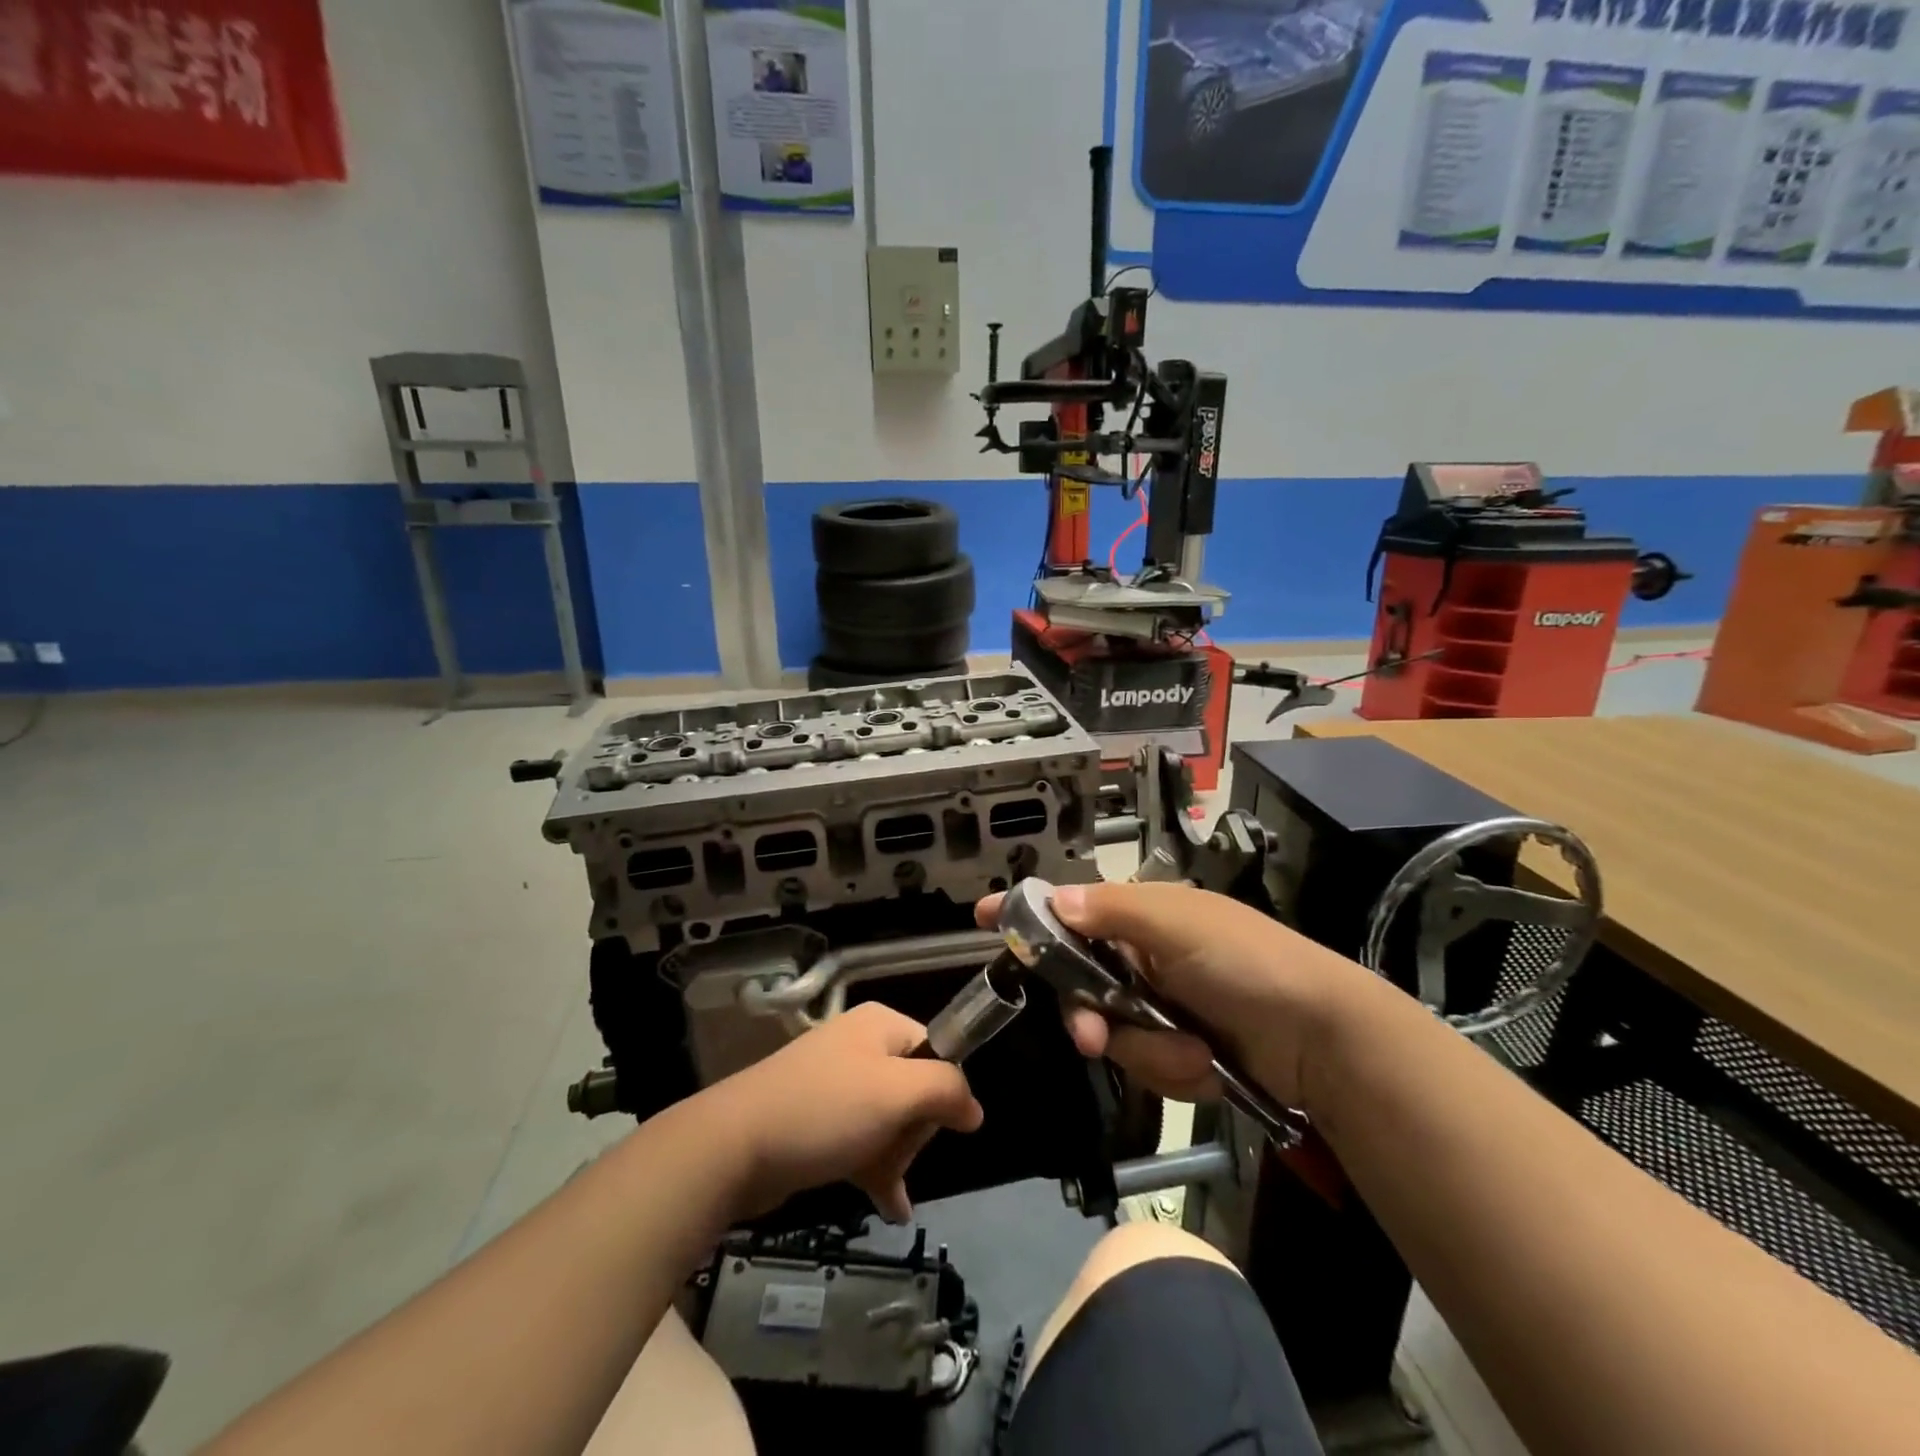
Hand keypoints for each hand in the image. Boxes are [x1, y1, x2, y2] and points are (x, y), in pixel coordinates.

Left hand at [701, 1002, 984, 1223]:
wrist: (733, 1145)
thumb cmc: (825, 1110)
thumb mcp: (897, 1093)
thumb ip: (946, 1090)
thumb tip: (974, 1109)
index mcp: (881, 1025)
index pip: (936, 1052)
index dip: (940, 1093)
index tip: (930, 1128)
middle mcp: (860, 1046)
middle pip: (914, 1089)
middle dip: (912, 1132)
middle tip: (892, 1155)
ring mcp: (836, 1083)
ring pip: (888, 1121)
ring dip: (895, 1157)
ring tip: (887, 1192)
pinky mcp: (817, 1120)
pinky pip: (861, 1140)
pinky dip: (875, 1168)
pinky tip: (890, 1207)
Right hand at [975, 881, 1363, 1108]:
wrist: (1324, 1040)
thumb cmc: (1247, 962)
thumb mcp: (1179, 923)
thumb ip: (1111, 911)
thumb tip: (1053, 899)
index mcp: (1144, 916)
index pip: (1073, 908)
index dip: (1030, 914)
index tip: (983, 917)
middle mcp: (1146, 957)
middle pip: (1081, 985)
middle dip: (1090, 1015)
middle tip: (1094, 1038)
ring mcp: (1163, 1006)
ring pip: (1113, 1033)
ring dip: (1148, 1050)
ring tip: (1193, 1051)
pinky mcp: (1181, 1049)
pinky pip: (1147, 1064)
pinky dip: (1174, 1068)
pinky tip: (1207, 1064)